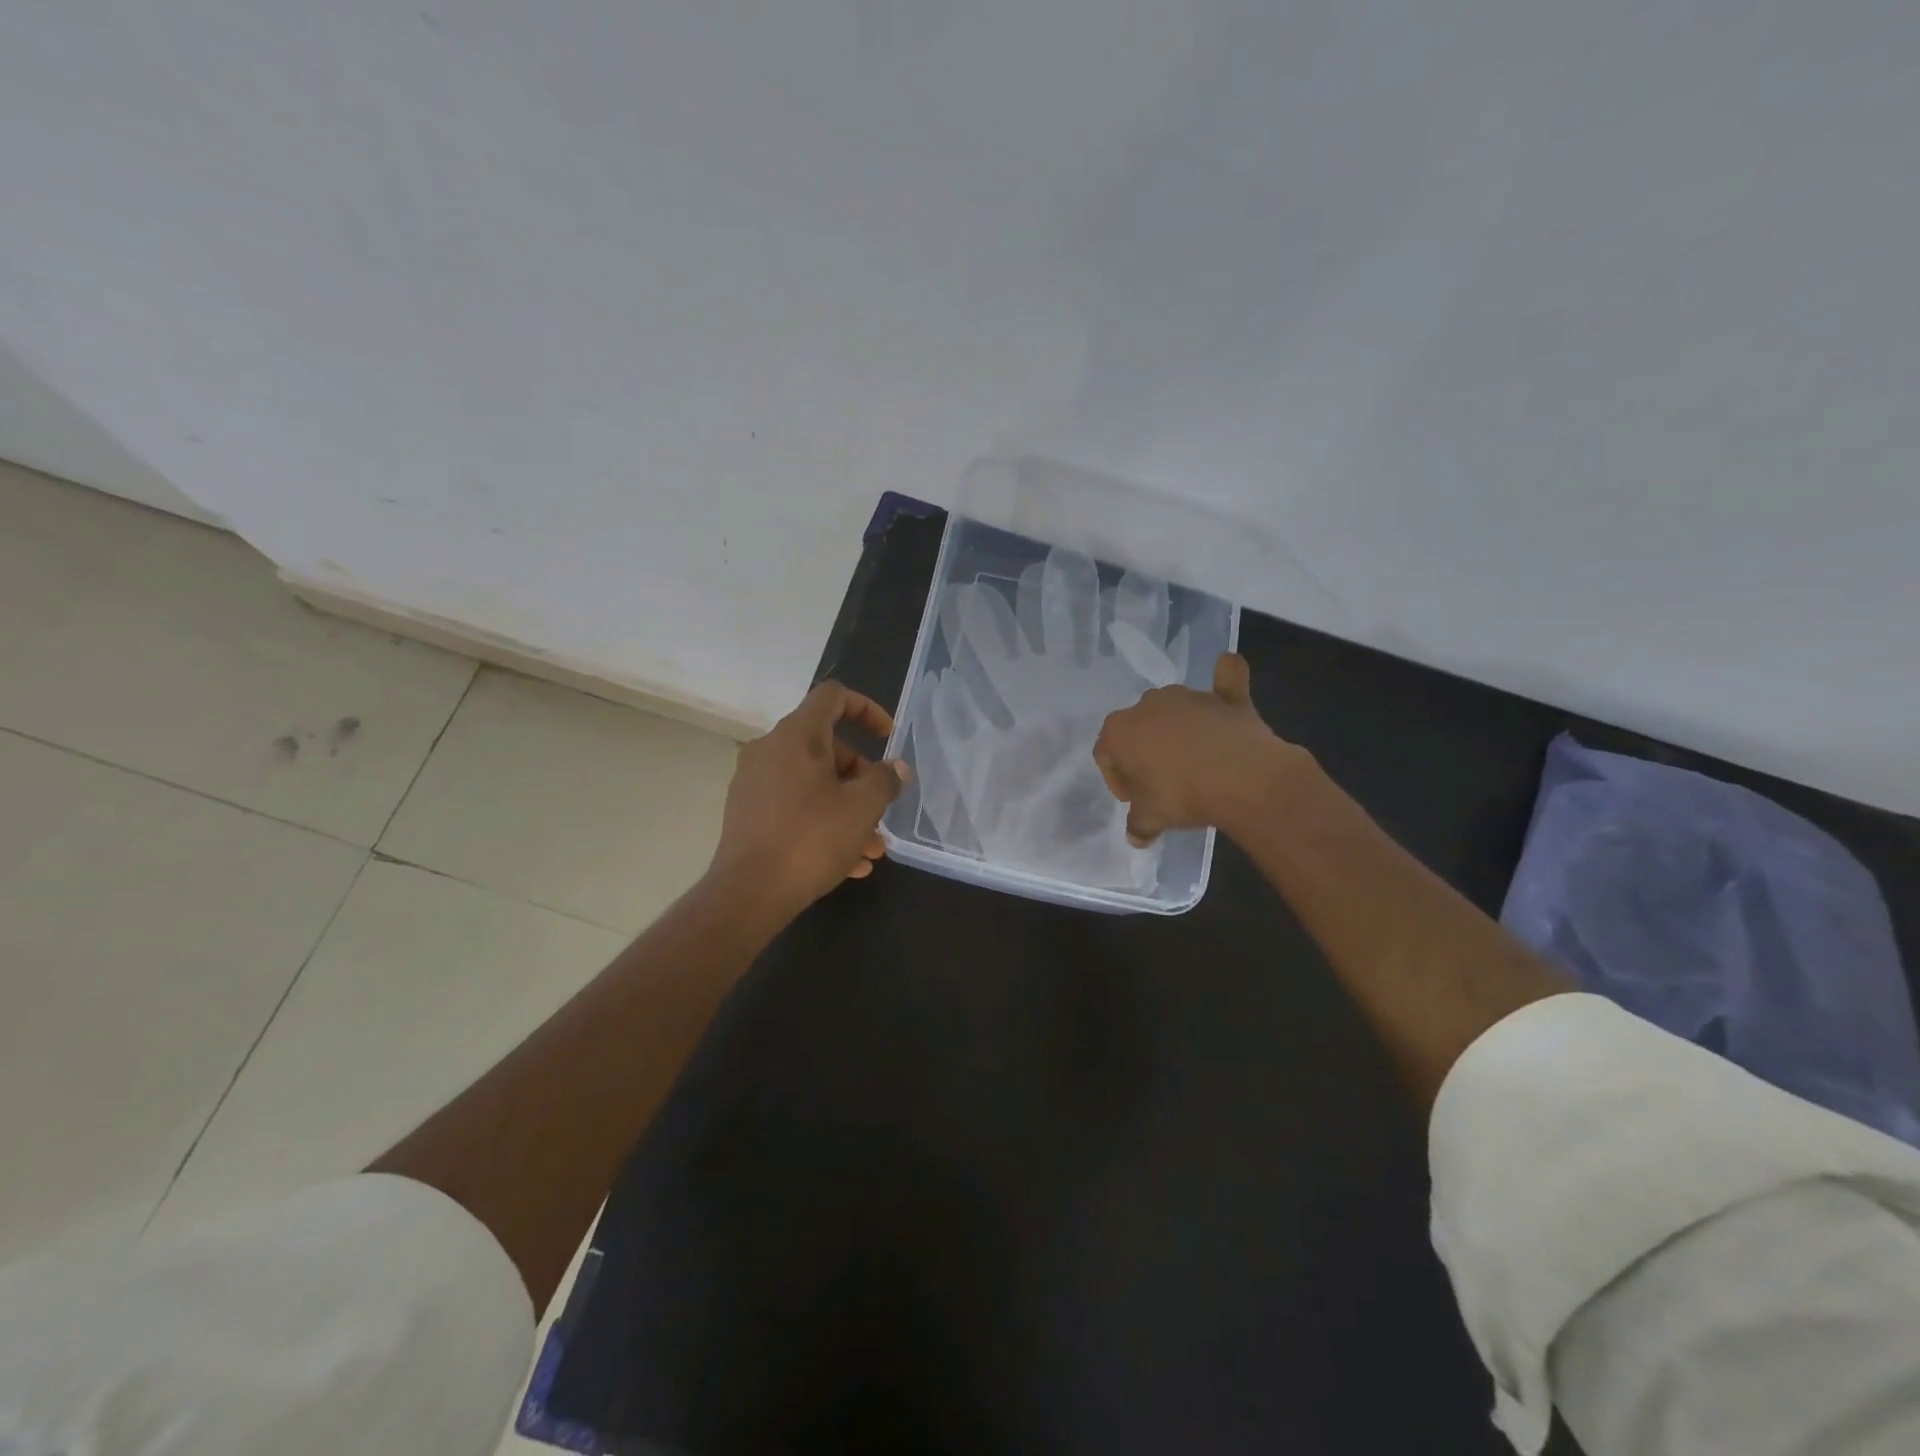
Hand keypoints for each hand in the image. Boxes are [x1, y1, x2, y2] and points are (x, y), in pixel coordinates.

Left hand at [710, 681, 910, 913]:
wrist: (749, 894)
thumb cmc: (811, 839)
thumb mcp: (862, 807)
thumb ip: (885, 780)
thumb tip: (897, 768)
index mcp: (796, 736)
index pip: (833, 696)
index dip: (866, 708)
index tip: (888, 737)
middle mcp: (770, 750)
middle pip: (827, 745)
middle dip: (862, 775)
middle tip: (881, 807)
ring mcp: (755, 783)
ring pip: (813, 782)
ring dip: (847, 807)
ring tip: (873, 848)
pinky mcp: (748, 814)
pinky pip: (795, 806)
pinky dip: (823, 822)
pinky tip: (849, 864)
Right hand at [1093, 653, 1294, 844]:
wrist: (1242, 778)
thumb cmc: (1182, 795)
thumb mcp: (1151, 818)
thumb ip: (1138, 824)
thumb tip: (1136, 836)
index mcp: (1119, 730)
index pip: (1106, 754)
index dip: (1118, 780)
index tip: (1135, 800)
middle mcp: (1148, 705)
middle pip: (1138, 729)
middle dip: (1144, 753)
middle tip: (1161, 784)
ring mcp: (1188, 697)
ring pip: (1173, 711)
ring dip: (1176, 731)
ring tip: (1193, 765)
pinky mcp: (1225, 698)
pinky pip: (1224, 682)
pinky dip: (1225, 678)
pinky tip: (1227, 667)